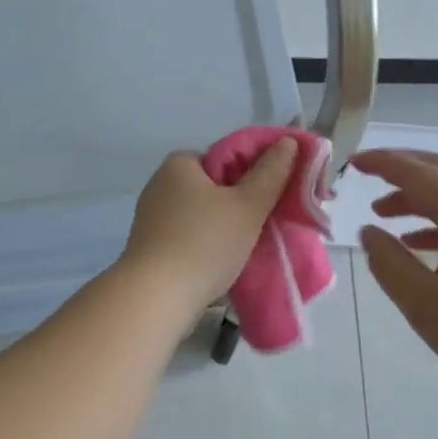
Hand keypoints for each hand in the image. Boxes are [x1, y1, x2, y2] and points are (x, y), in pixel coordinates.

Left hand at [118, 141, 299, 315]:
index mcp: (179, 164)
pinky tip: (223, 263)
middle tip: (267, 223)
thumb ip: (270, 173)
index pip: (224, 157)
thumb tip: (288, 141)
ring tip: (250, 247)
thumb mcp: (247, 205)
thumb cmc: (204, 243)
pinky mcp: (150, 247)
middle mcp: (160, 184)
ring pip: (201, 214)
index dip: (252, 172)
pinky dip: (206, 245)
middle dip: (240, 203)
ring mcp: (151, 217)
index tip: (273, 195)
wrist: (156, 298)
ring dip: (224, 227)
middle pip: (213, 186)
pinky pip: (187, 236)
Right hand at [353, 149, 437, 407]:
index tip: (351, 162)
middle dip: (402, 169)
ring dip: (419, 198)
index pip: (417, 173)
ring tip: (383, 215)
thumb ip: (390, 262)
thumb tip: (370, 232)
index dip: (382, 163)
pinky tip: (420, 245)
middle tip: (366, 175)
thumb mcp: (425, 304)